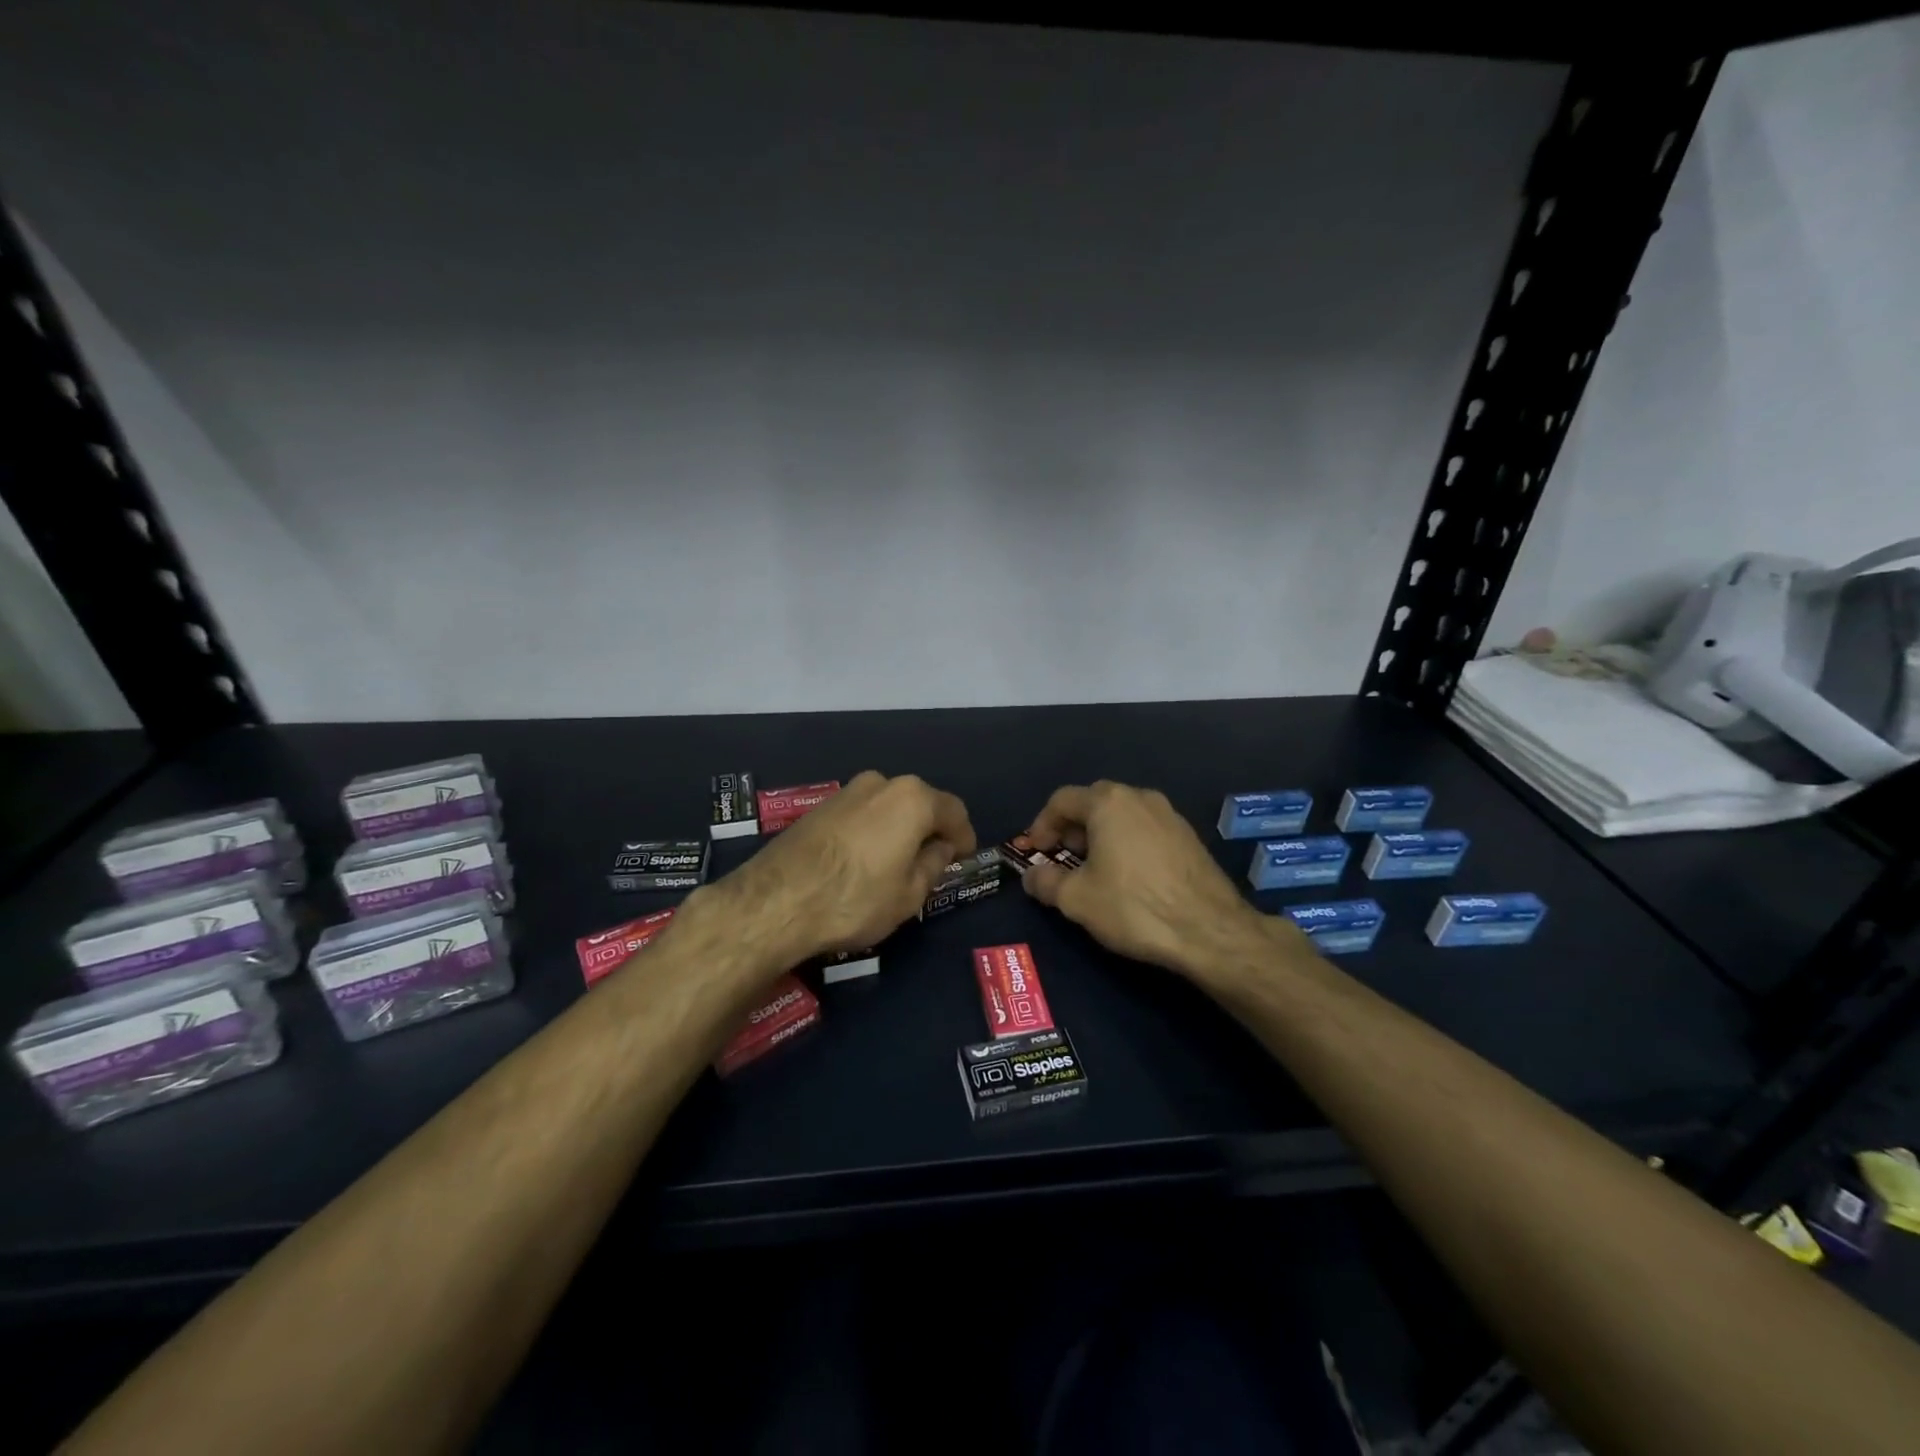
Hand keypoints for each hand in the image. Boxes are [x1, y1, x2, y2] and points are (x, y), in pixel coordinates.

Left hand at [698, 771, 975, 972]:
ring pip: (887, 808)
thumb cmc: (854, 899)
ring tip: (897, 864)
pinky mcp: (819, 807)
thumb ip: (932, 865)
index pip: (953, 811)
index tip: (965, 856)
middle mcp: (881, 784)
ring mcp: (846, 792)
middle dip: (930, 830)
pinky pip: (861, 815)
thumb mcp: (908, 894)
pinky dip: (872, 832)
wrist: (775, 901)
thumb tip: (940, 848)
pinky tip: (865, 861)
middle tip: (933, 862)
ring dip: (899, 830)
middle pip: (919, 804)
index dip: (964, 835)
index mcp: (912, 799)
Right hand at [1021, 780, 1284, 981]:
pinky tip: (1128, 876)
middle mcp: (1140, 797)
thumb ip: (1045, 882)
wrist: (1210, 930)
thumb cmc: (1133, 906)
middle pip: (1094, 802)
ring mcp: (1169, 814)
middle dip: (1072, 828)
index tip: (1036, 852)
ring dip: (1101, 835)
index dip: (1041, 824)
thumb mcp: (1077, 899)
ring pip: (1122, 815)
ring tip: (1094, 869)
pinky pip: (1145, 829)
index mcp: (1108, 803)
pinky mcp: (1189, 836)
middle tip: (1063, 857)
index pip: (1062, 800)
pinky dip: (1127, 843)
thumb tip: (1031, 876)